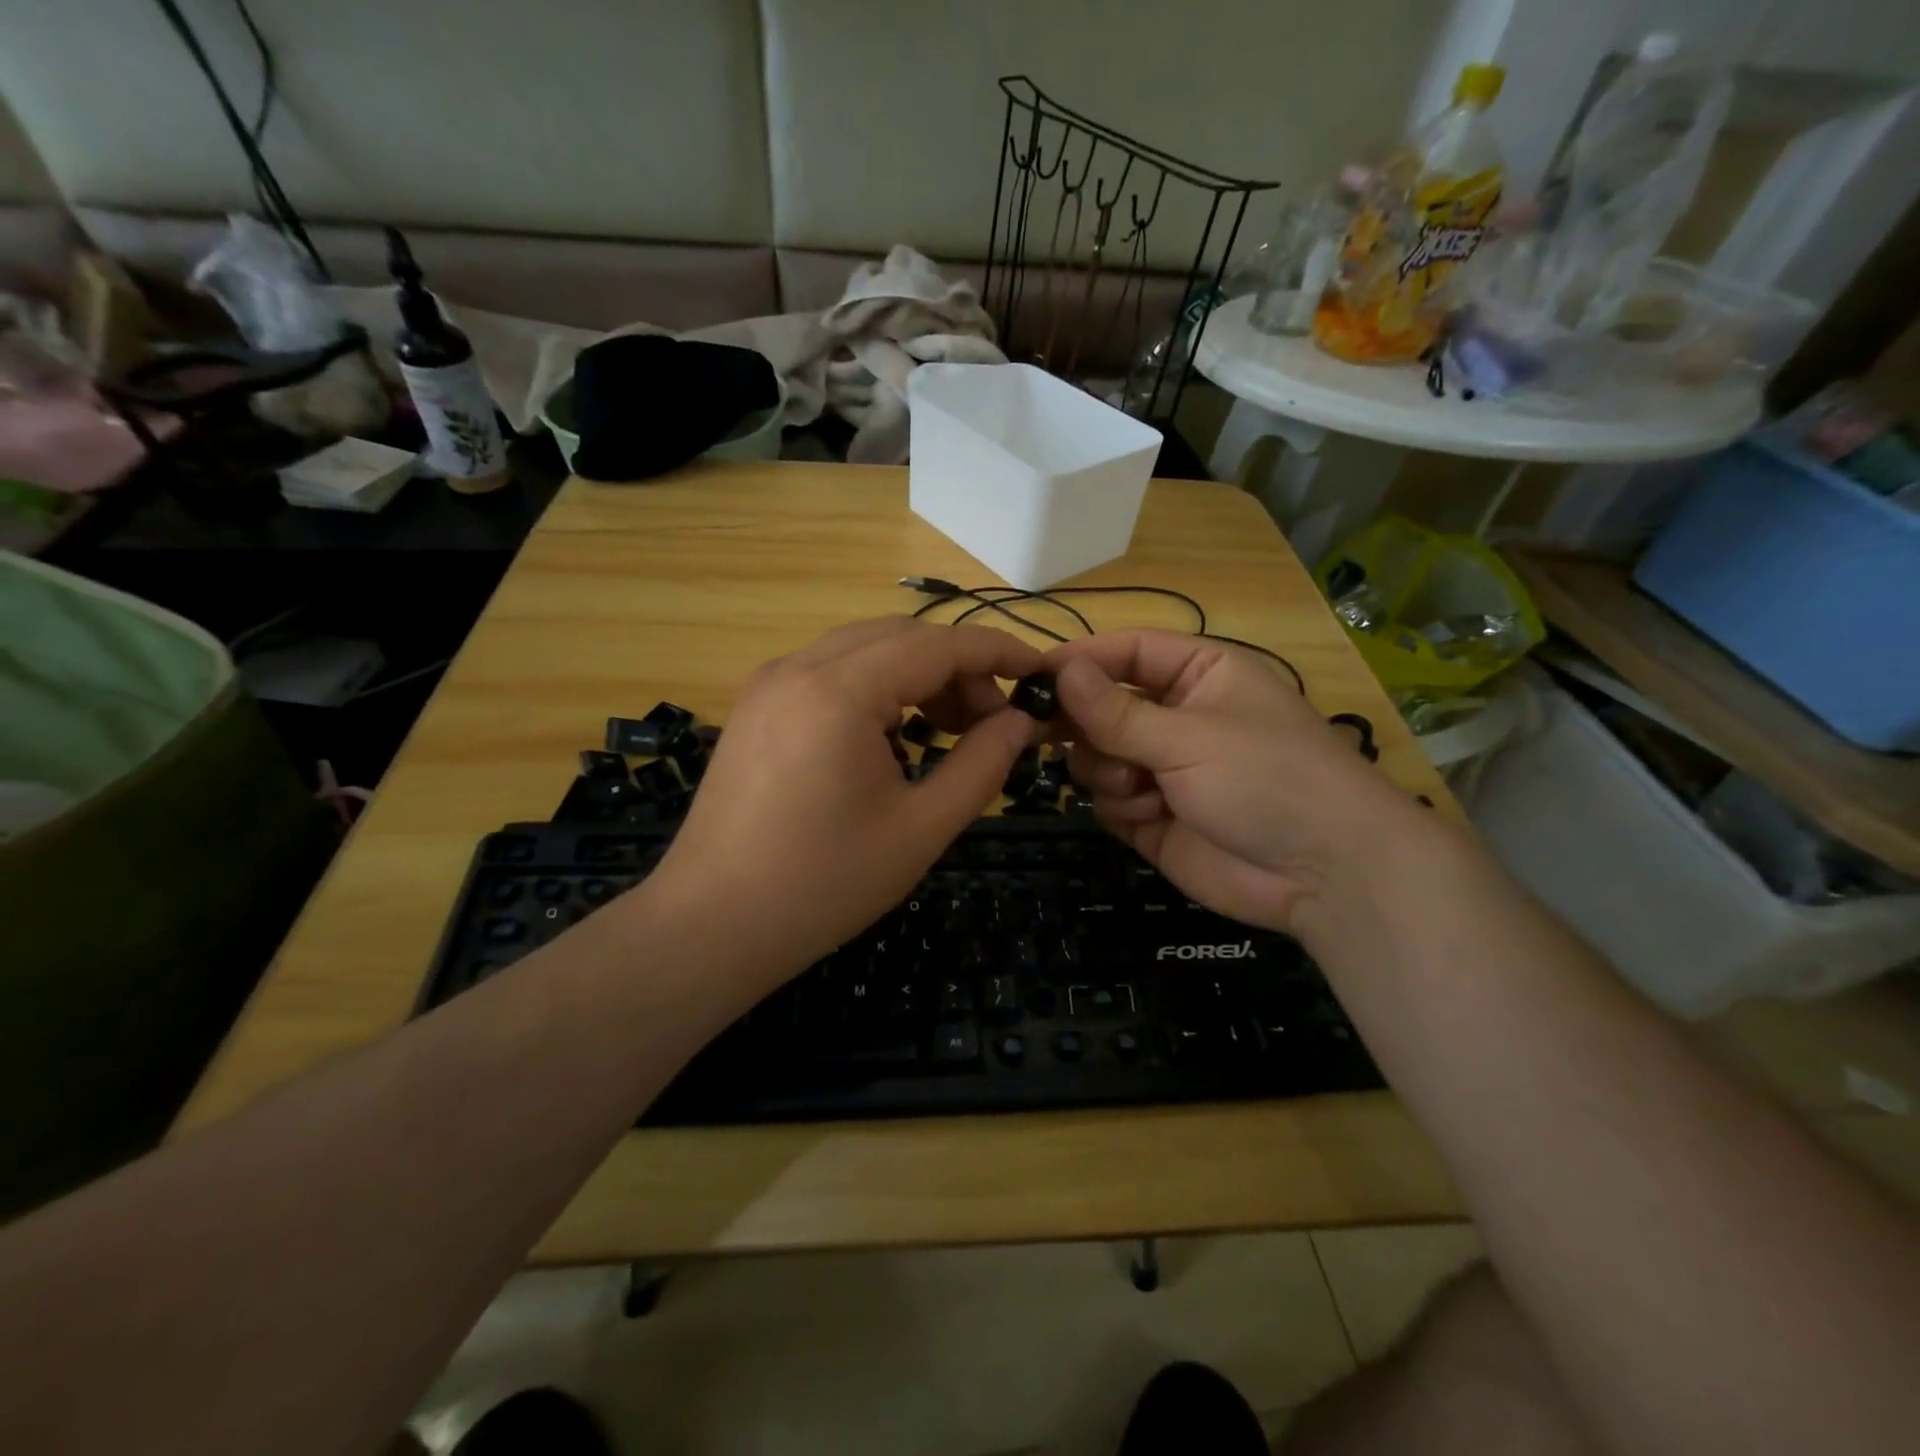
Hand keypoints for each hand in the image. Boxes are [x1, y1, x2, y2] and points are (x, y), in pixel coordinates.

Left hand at [643, 618, 1045, 994]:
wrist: (711, 925)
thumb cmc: (823, 885)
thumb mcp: (921, 829)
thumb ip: (981, 765)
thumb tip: (1020, 721)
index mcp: (839, 691)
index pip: (937, 645)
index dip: (996, 652)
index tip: (1039, 672)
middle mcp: (798, 667)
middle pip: (900, 637)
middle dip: (958, 666)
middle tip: (995, 719)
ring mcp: (770, 683)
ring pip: (864, 649)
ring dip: (917, 674)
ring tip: (952, 727)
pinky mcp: (757, 706)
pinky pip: (832, 672)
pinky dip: (877, 687)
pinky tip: (895, 735)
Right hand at [1046, 630, 1424, 933]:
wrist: (1323, 874)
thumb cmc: (1266, 779)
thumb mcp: (1188, 737)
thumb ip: (1115, 710)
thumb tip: (1058, 668)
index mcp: (1199, 674)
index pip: (1127, 651)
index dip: (1081, 660)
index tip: (1032, 676)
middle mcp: (1176, 716)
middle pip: (1102, 705)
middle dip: (1082, 723)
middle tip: (1042, 732)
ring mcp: (1163, 768)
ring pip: (1097, 755)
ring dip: (1108, 770)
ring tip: (1140, 786)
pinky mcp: (1153, 815)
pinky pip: (1108, 798)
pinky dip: (1122, 806)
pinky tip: (1152, 816)